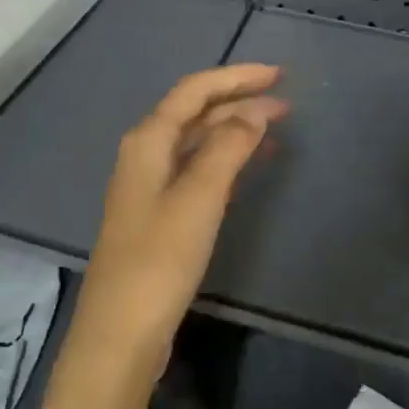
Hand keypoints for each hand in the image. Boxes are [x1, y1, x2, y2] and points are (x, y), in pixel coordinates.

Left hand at [66, 65, 287, 388]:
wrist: (122, 332)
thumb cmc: (160, 260)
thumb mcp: (199, 198)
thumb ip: (226, 148)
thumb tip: (254, 111)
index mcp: (147, 142)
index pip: (194, 91)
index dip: (236, 78)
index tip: (279, 75)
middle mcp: (144, 156)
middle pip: (193, 113)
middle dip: (238, 102)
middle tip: (286, 103)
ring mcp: (149, 187)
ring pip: (195, 143)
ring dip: (233, 130)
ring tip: (276, 129)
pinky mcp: (159, 216)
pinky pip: (196, 172)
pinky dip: (224, 161)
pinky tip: (248, 167)